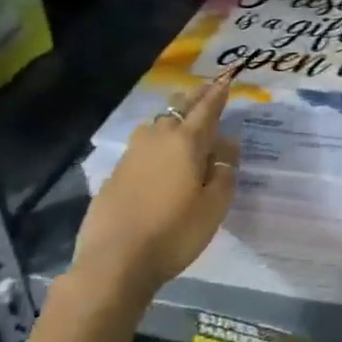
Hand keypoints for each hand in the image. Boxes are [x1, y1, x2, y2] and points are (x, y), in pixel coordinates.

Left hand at [70, 70, 240, 300]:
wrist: (113, 262)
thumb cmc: (173, 233)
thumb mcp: (214, 207)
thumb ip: (224, 172)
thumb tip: (227, 145)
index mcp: (187, 142)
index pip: (207, 108)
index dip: (219, 92)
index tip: (227, 78)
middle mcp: (158, 138)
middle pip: (179, 107)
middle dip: (195, 97)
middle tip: (208, 90)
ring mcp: (132, 154)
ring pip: (156, 123)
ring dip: (172, 117)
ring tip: (182, 123)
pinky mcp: (115, 173)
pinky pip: (141, 146)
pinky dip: (154, 142)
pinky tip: (157, 157)